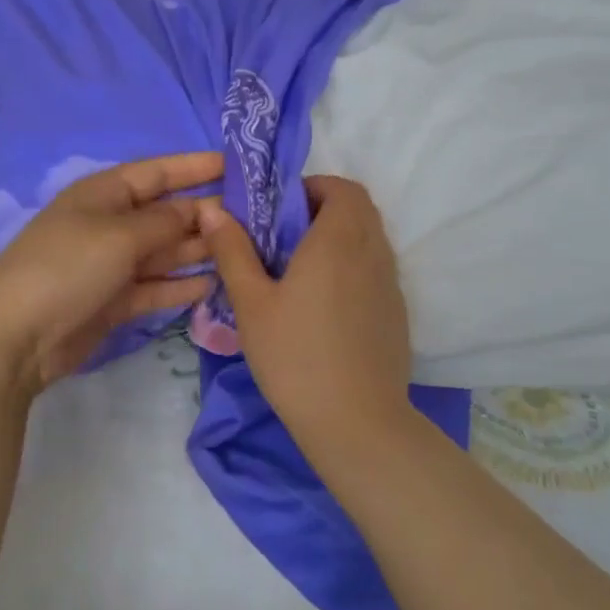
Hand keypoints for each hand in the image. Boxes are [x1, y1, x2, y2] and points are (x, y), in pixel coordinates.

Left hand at [0, 152, 220, 397]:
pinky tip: (215, 284)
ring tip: (243, 250)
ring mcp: (111, 264)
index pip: (158, 172)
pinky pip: (156, 286)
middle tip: (255, 219)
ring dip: (198, 250)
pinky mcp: (114, 301)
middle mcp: (110, 224)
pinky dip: (181, 286)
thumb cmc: (67, 267)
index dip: (196, 167)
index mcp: (104, 194)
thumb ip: (165, 222)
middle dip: (205, 213)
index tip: (238, 165)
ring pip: (164, 252)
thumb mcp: (119, 235)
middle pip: (166, 213)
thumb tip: (199, 209)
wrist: (16, 336)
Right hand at [200, 175, 411, 434]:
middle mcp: (373, 252)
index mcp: (338, 240)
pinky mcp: (397, 313)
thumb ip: (233, 251)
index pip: (342, 188)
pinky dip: (354, 266)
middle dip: (325, 209)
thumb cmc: (295, 356)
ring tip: (302, 271)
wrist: (356, 422)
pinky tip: (326, 306)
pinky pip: (377, 269)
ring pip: (371, 239)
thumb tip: (212, 210)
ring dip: (341, 237)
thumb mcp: (251, 303)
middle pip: (360, 209)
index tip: (282, 210)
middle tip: (287, 237)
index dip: (314, 187)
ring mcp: (391, 284)